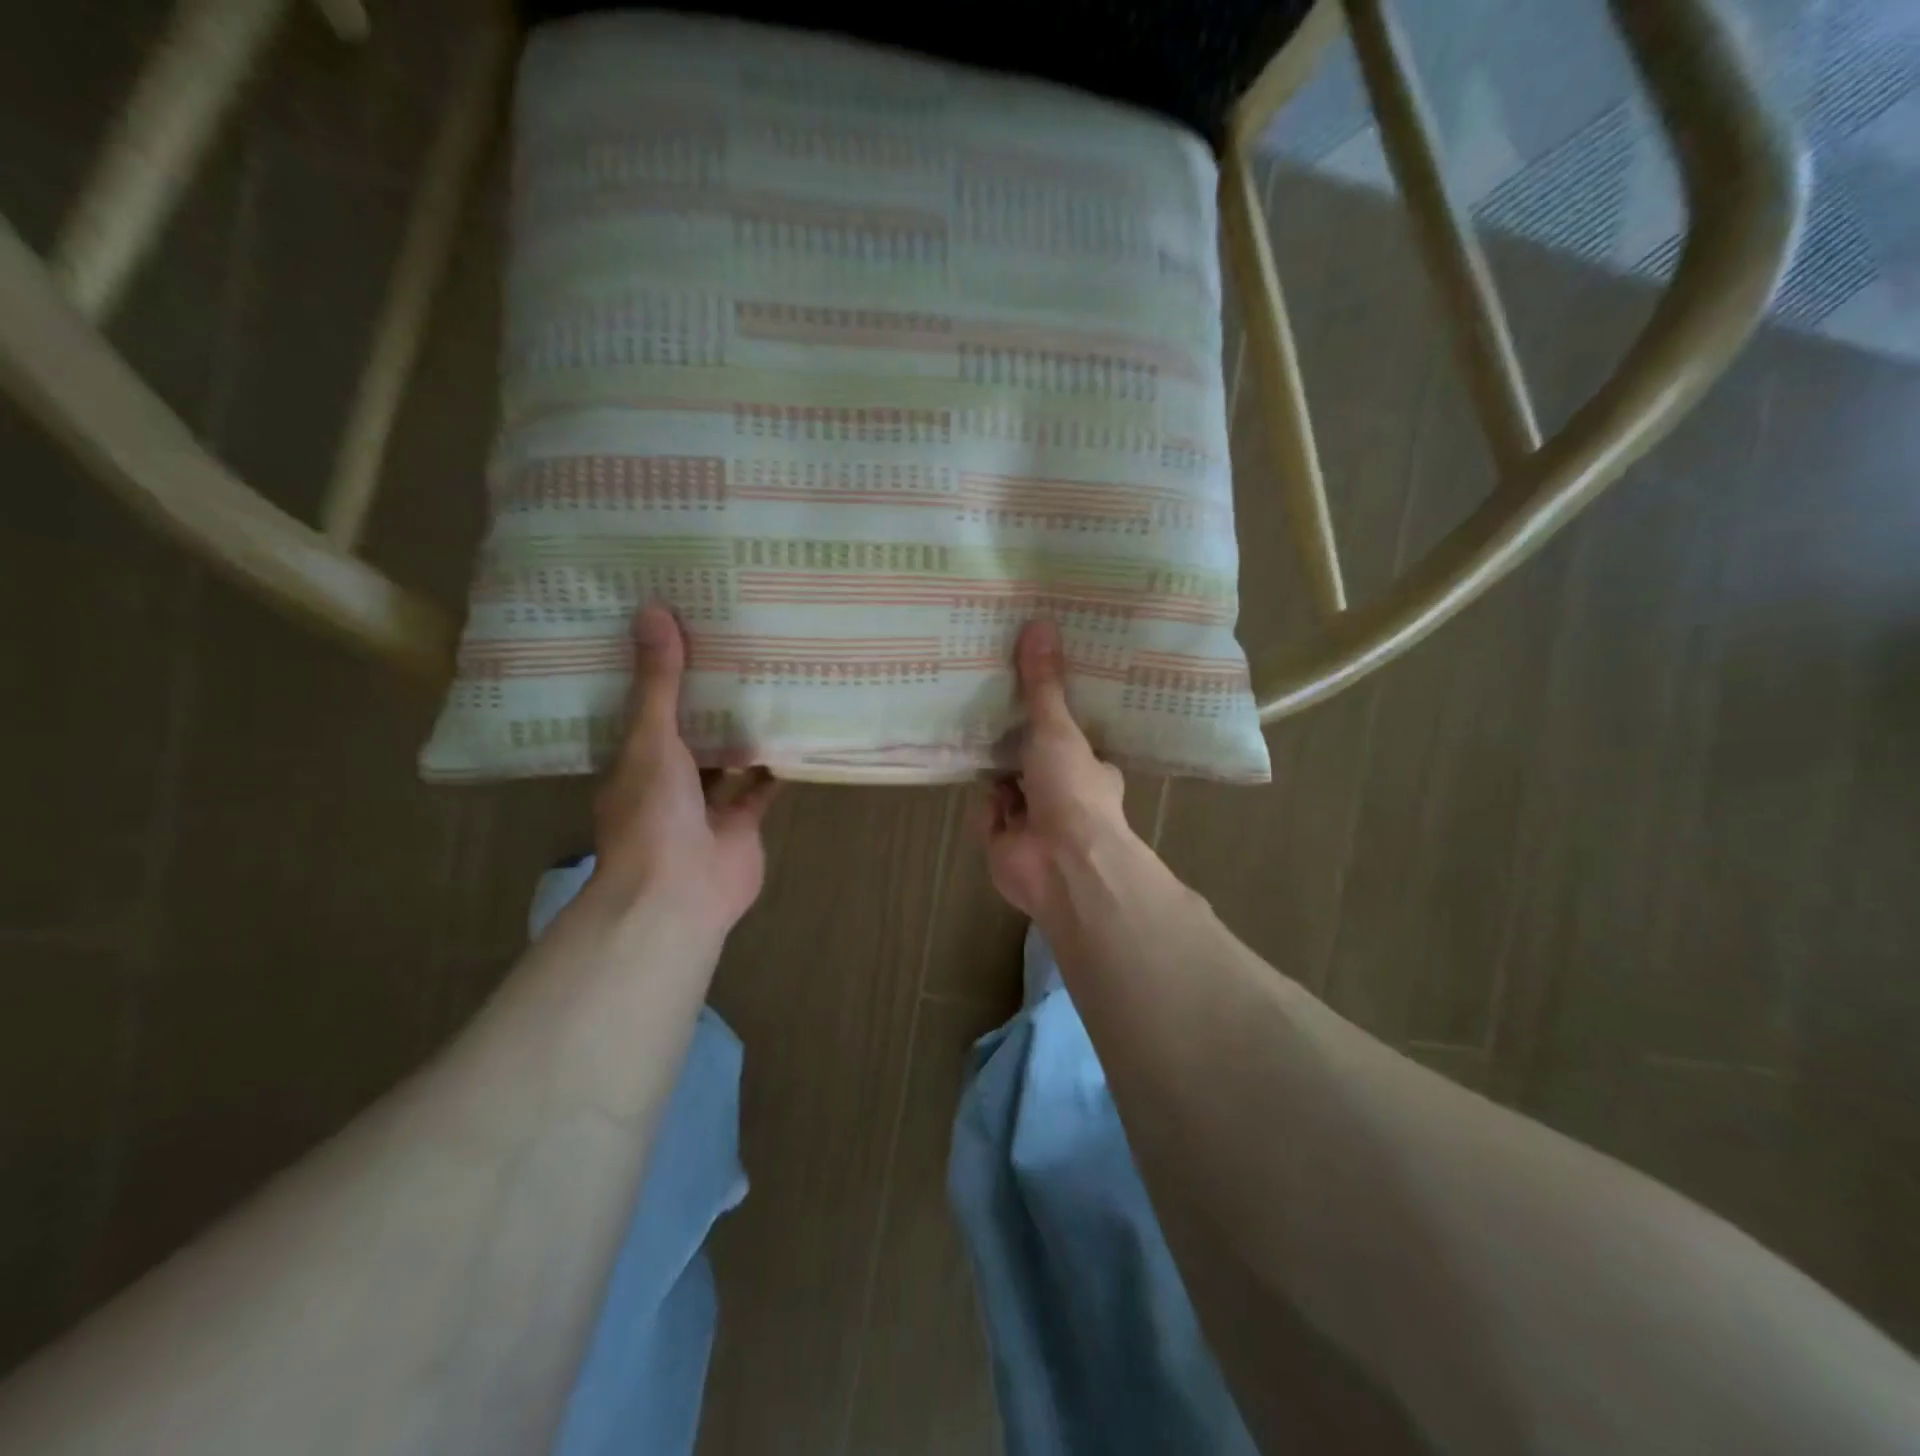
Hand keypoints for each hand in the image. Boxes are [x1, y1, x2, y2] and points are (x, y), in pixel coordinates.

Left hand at [591, 605, 776, 937]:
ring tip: (769, 682)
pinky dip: (776, 766)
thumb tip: (653, 611)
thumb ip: (658, 683)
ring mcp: (706, 807)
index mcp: (635, 762)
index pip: (647, 711)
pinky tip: (796, 731)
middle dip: (710, 701)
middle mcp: (668, 783)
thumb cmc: (652, 813)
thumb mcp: (650, 738)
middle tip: (736, 650)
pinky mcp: (743, 825)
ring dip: (744, 731)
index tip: (683, 635)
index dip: (664, 677)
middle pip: (692, 734)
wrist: (678, 893)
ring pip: (728, 760)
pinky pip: (761, 787)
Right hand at [980, 619, 1139, 921]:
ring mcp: (1035, 823)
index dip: (1052, 717)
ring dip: (995, 770)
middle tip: (988, 703)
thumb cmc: (1072, 791)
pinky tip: (973, 779)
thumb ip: (1044, 685)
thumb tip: (1040, 623)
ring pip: (1008, 787)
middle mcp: (1064, 796)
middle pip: (1034, 761)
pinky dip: (984, 804)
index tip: (1031, 689)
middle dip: (1015, 742)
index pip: (1070, 739)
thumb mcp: (1058, 729)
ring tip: (969, 727)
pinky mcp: (1005, 844)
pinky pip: (988, 814)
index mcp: (1089, 770)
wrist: (1062, 865)